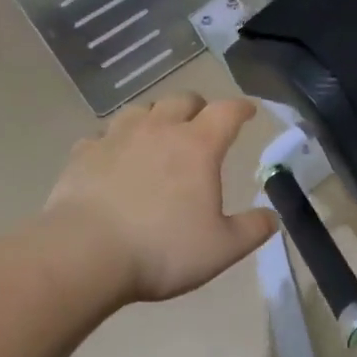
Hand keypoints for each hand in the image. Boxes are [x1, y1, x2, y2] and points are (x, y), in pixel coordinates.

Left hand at [43, 94, 276, 304]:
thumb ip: (252, 229)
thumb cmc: (162, 249)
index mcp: (198, 146)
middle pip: (182, 100)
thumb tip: (272, 217)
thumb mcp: (222, 248)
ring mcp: (116, 138)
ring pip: (140, 110)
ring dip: (155, 117)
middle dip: (197, 107)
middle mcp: (158, 130)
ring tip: (158, 134)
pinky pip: (102, 136)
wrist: (84, 255)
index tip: (249, 111)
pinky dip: (114, 142)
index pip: (227, 112)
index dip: (242, 108)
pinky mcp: (83, 155)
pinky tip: (113, 158)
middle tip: (202, 122)